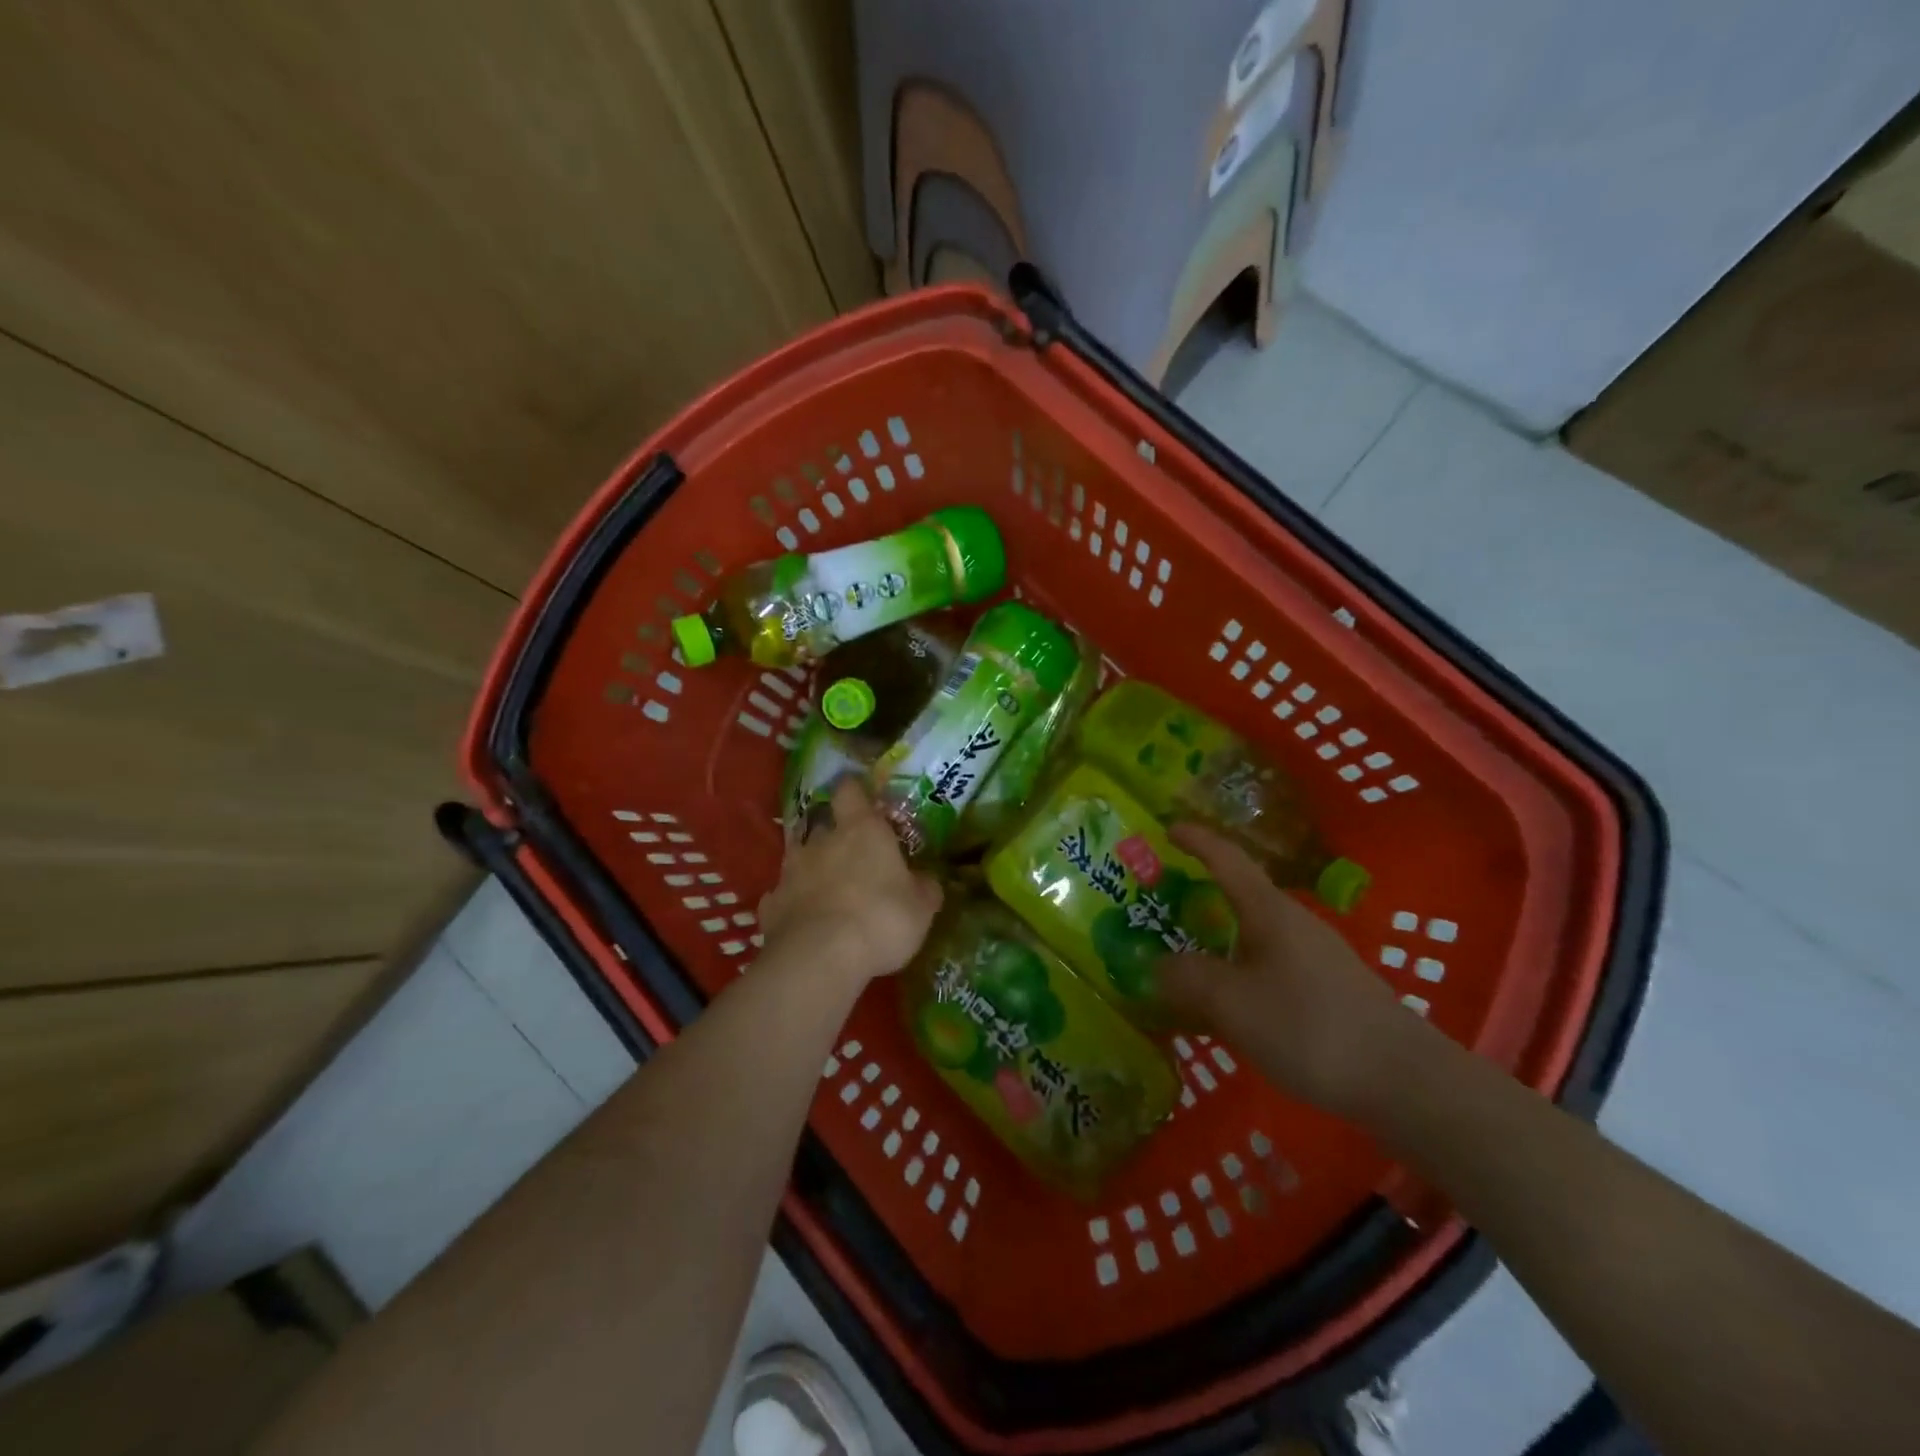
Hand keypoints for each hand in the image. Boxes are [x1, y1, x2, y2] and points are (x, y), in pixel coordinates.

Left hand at [757, 778, 942, 990]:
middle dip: (833, 834)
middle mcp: (821, 842)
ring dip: (811, 868)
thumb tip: (926, 880)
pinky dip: (792, 903)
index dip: (854, 791)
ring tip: (825, 888)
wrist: (819, 959)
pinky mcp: (770, 905)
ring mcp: (790, 872)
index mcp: (861, 830)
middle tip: (850, 854)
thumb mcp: (921, 908)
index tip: (862, 799)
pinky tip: (803, 920)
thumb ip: (924, 888)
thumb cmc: (881, 920)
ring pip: (798, 858)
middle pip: (822, 823)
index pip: (850, 791)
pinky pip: (782, 896)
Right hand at [1158, 823, 1427, 1118]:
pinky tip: (1229, 1008)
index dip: (1195, 840)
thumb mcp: (1232, 1003)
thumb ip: (1187, 978)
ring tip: (1184, 966)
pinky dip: (1238, 972)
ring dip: (1217, 942)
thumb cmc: (1309, 1026)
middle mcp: (1293, 922)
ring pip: (1252, 937)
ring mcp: (1316, 955)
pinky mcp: (1329, 988)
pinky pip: (1268, 966)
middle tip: (1159, 911)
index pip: (1226, 859)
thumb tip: (1157, 965)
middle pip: (1238, 897)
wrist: (1404, 1080)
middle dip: (1198, 898)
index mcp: (1268, 911)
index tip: (1167, 828)